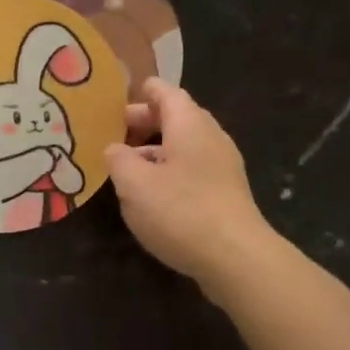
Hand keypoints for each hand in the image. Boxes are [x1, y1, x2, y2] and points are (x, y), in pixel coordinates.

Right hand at [104, 79, 279, 295]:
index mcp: (189, 124)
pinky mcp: (226, 193)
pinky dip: (170, 172)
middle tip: (113, 135)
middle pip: (176, 118)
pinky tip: (152, 195)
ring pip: (184, 147)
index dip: (141, 93)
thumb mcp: (134, 184)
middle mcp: (210, 137)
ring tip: (127, 168)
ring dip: (155, 152)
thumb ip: (118, 160)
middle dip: (143, 124)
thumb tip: (114, 148)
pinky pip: (193, 170)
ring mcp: (223, 166)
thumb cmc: (180, 211)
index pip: (165, 92)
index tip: (117, 100)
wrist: (235, 257)